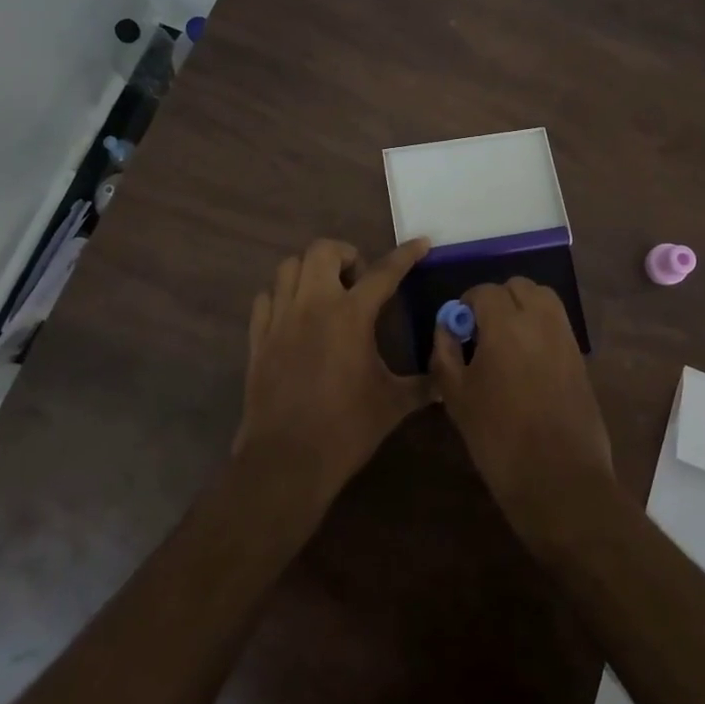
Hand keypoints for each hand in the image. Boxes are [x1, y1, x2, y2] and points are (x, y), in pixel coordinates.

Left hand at [234, 237, 432, 508]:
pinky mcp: (258, 338)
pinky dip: (282, 296)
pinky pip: (266, 298)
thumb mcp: (392, 404)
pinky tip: (295, 316)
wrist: (286, 460)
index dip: (406, 254)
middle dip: (346, 255)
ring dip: (311, 270)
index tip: (421, 243)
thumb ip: (422, 385)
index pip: (384, 271)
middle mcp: (313, 305)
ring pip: (289, 267)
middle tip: (359, 280)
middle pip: (323, 250)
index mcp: (351, 315)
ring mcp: (281, 319)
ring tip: (327, 293)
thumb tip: (446, 380)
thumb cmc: (346, 429)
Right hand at [429, 276, 615, 547]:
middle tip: (481, 331)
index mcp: (506, 324)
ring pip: (542, 298)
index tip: (458, 328)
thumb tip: (447, 326)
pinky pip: (557, 322)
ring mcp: (565, 336)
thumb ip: (445, 352)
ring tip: (505, 340)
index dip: (466, 304)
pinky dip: (540, 325)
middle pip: (517, 286)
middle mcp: (539, 319)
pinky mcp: (579, 356)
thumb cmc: (498, 438)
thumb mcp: (456, 396)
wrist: (559, 480)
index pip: (484, 291)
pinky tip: (526, 359)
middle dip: (496, 300)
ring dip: (522, 306)